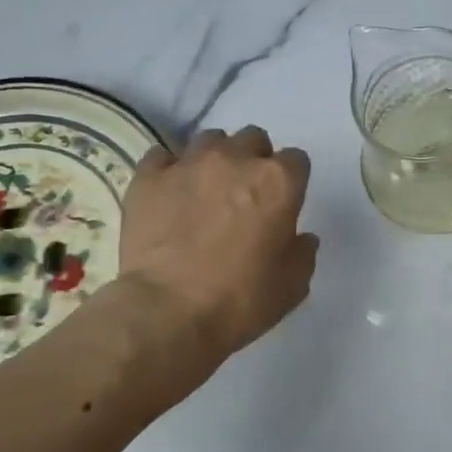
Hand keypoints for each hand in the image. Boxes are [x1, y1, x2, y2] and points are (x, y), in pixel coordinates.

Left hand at [120, 126, 318, 360]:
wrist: (167, 313)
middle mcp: (235, 160)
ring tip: (205, 190)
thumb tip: (300, 237)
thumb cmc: (240, 301)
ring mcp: (189, 164)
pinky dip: (169, 170)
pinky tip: (169, 194)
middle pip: (253, 139)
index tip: (282, 203)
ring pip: (209, 140)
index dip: (291, 181)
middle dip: (254, 160)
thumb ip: (303, 252)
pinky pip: (162, 157)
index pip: (296, 160)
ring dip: (214, 159)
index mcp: (278, 182)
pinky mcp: (149, 177)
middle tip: (245, 194)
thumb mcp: (292, 286)